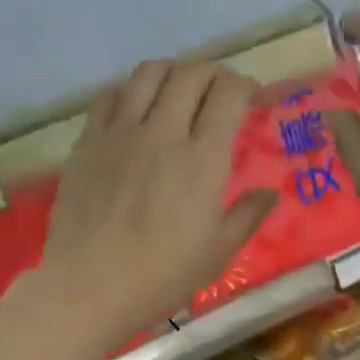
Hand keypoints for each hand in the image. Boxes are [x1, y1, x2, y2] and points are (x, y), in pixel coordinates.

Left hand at [40, 59, 276, 342]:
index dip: (245, 85)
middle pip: (191, 73)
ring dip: (173, 73)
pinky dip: (131, 91)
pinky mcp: (88, 141)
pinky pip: (111, 96)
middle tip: (220, 93)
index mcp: (202, 159)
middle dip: (213, 74)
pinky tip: (136, 110)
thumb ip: (248, 215)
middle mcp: (163, 131)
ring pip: (149, 73)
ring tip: (179, 91)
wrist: (90, 287)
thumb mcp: (218, 252)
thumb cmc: (162, 275)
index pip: (228, 93)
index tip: (252, 97)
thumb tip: (271, 193)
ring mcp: (120, 132)